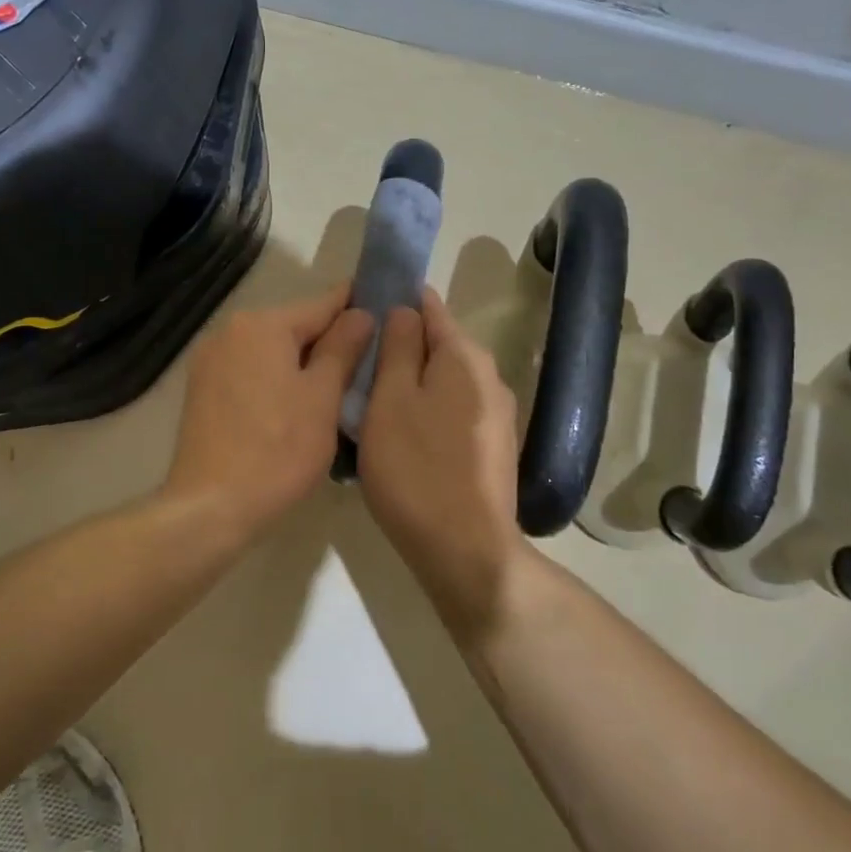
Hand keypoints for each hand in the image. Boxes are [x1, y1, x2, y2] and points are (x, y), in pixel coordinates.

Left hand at [164, 284, 374, 545]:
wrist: (211, 506)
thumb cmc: (278, 450)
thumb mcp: (322, 398)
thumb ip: (342, 349)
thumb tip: (360, 313)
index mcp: (262, 325)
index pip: (322, 305)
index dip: (356, 305)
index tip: (386, 305)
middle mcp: (230, 331)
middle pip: (293, 327)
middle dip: (329, 340)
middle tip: (369, 359)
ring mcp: (210, 361)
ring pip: (271, 351)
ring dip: (302, 362)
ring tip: (338, 385)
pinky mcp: (201, 390)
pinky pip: (250, 371)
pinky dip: (276, 379)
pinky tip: (296, 403)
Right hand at [358, 289, 524, 630]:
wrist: (465, 550)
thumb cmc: (416, 468)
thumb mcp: (390, 400)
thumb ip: (397, 348)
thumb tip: (404, 310)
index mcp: (464, 356)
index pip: (428, 306)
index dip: (394, 301)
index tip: (359, 314)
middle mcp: (489, 377)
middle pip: (437, 345)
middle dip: (399, 347)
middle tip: (354, 366)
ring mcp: (496, 416)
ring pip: (443, 382)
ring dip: (410, 384)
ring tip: (369, 404)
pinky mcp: (492, 448)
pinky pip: (451, 412)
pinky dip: (425, 412)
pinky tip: (400, 436)